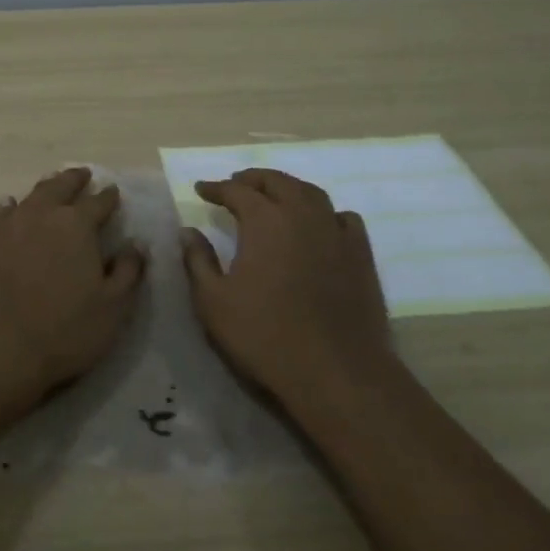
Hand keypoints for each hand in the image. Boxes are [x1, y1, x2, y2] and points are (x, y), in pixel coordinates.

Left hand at [0, 168, 146, 401]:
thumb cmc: (64, 330)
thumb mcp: (113, 307)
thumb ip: (129, 271)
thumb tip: (136, 244)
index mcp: (77, 225)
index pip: (99, 202)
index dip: (109, 197)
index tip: (114, 192)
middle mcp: (42, 214)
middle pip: (61, 186)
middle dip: (75, 179)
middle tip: (83, 175)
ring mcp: (7, 225)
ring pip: (31, 196)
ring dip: (46, 188)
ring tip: (52, 185)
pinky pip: (1, 213)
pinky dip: (12, 206)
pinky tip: (11, 206)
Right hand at [181, 169, 393, 403]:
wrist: (336, 371)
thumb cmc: (265, 335)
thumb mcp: (214, 302)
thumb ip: (198, 261)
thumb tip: (188, 231)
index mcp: (265, 221)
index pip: (236, 191)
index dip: (216, 188)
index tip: (201, 189)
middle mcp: (302, 215)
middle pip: (276, 182)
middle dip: (252, 179)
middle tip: (235, 184)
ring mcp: (336, 232)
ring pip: (311, 193)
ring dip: (288, 188)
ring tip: (273, 196)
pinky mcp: (361, 254)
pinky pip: (343, 218)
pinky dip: (325, 212)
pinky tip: (319, 224)